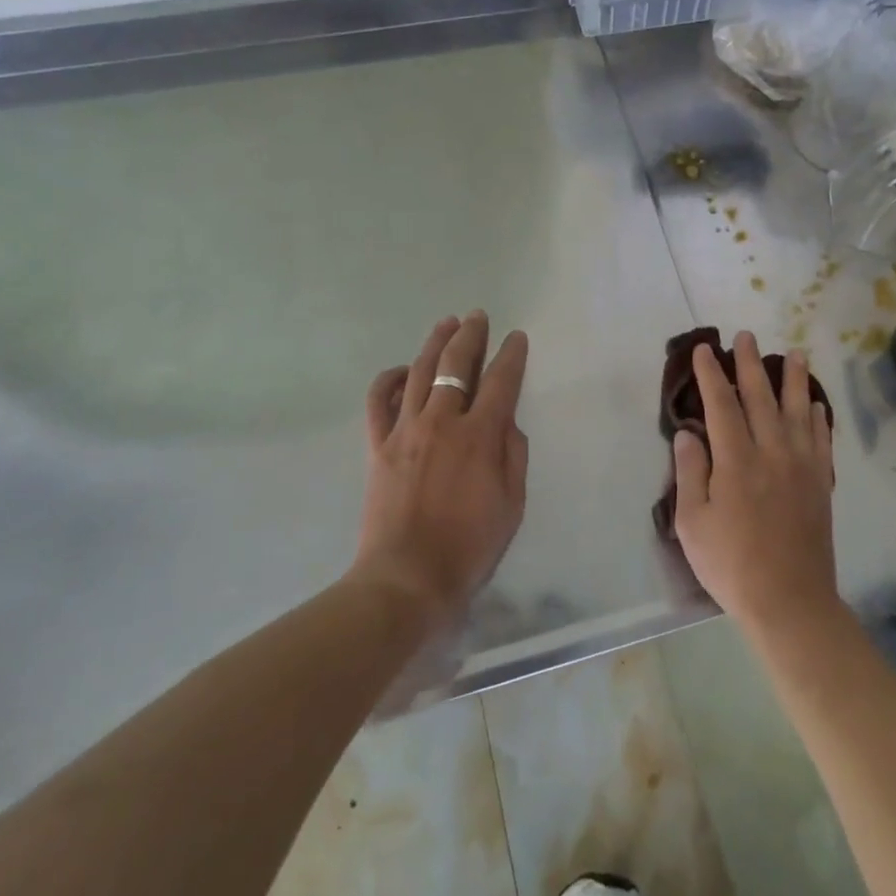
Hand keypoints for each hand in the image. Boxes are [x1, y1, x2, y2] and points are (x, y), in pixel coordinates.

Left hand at [353, 312, 529, 630]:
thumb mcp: (512, 504)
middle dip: (471, 335)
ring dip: (435, 343)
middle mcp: (442, 421)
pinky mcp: (378, 445)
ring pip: (418, 372)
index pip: (500, 381)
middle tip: (478, 317)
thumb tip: (507, 421)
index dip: (511, 355)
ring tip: (447, 324)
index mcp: (480, 435)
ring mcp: (405, 430)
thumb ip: (513, 455)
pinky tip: (400, 369)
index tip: (516, 337)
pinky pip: (378, 401)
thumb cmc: (470, 546)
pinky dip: (388, 380)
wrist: (408, 578)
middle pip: (455, 365)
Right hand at [672, 332, 838, 635]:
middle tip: (747, 336)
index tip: (704, 349)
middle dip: (751, 364)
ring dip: (795, 380)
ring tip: (795, 353)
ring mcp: (802, 467)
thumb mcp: (693, 523)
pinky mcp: (820, 484)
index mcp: (736, 461)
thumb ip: (691, 473)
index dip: (711, 374)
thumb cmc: (732, 565)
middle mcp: (772, 453)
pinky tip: (815, 404)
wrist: (790, 601)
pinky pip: (821, 440)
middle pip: (761, 397)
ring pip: (798, 411)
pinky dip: (818, 417)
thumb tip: (688, 433)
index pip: (721, 404)